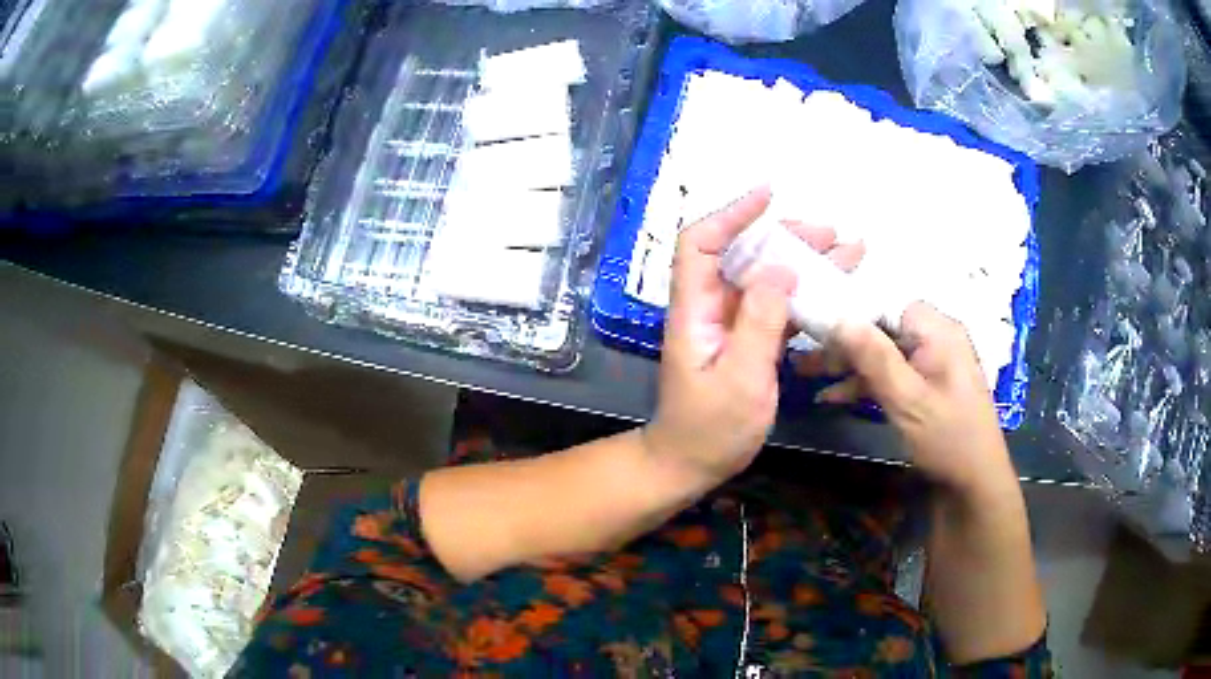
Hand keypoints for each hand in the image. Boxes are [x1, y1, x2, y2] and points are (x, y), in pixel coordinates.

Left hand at [644, 187, 861, 488]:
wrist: (693, 463)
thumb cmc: (710, 428)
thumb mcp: (741, 378)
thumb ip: (760, 322)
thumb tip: (780, 268)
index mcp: (695, 310)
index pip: (699, 244)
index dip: (729, 214)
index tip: (768, 196)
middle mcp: (711, 307)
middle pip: (742, 254)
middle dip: (784, 236)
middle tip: (829, 233)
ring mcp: (731, 323)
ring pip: (766, 277)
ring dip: (804, 261)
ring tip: (846, 250)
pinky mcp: (749, 340)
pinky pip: (778, 305)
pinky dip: (806, 293)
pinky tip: (836, 288)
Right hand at [805, 303, 1015, 497]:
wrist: (973, 486)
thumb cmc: (947, 439)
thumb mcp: (908, 399)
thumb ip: (874, 357)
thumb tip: (839, 317)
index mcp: (937, 330)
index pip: (886, 303)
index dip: (849, 310)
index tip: (814, 325)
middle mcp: (934, 338)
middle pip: (881, 328)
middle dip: (843, 342)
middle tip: (804, 356)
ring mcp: (929, 364)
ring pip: (882, 352)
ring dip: (848, 365)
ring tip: (807, 375)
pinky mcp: (924, 387)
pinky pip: (890, 374)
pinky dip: (864, 384)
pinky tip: (833, 397)